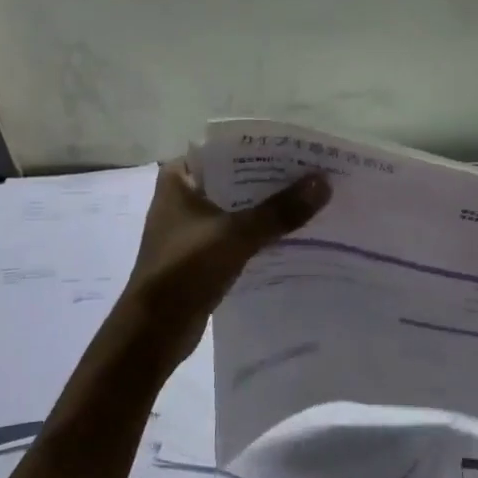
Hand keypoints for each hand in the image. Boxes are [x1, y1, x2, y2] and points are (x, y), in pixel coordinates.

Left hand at [122, 160, 329, 362]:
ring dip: (270, 208)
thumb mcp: (236, 235)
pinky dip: (262, 233)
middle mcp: (183, 196)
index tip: (301, 149)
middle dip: (274, 180)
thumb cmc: (185, 269)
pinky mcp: (202, 254)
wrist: (154, 330)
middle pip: (237, 179)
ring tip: (313, 201)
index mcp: (179, 177)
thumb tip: (324, 183)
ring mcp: (192, 227)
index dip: (264, 148)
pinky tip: (294, 234)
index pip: (227, 148)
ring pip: (239, 208)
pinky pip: (239, 234)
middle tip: (317, 174)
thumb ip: (280, 210)